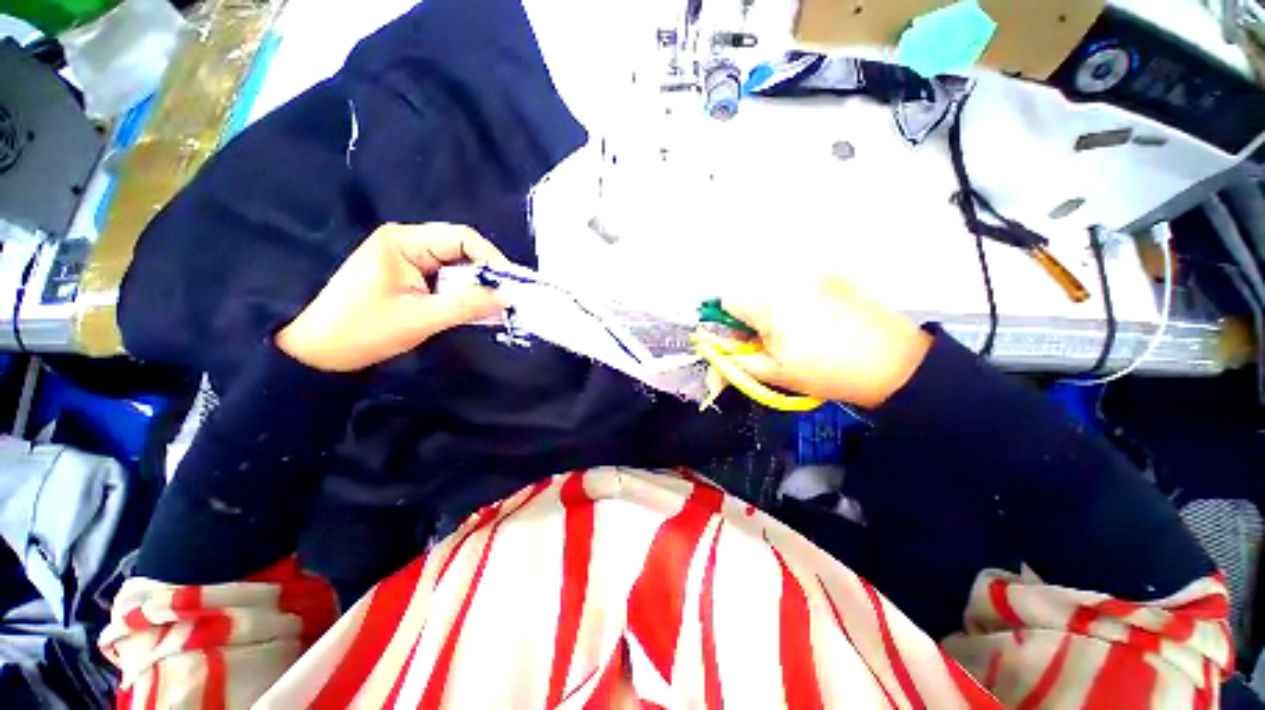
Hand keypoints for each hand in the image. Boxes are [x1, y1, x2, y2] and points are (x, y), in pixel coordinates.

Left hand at [276, 223, 508, 371]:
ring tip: (494, 307)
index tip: (511, 285)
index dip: (491, 259)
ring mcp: (407, 258)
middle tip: (506, 299)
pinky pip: (445, 278)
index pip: (461, 238)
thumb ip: (469, 305)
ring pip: (456, 266)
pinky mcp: (408, 275)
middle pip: (461, 250)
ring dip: (476, 286)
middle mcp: (406, 242)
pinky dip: (462, 293)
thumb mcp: (422, 318)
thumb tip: (509, 297)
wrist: (321, 353)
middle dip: (486, 274)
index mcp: (404, 241)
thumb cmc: (365, 331)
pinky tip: (474, 309)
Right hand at [721, 275, 931, 408]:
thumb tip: (719, 361)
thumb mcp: (776, 373)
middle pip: (750, 292)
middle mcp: (789, 279)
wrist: (896, 364)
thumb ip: (738, 364)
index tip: (744, 342)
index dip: (730, 324)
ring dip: (772, 310)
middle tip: (769, 343)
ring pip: (774, 289)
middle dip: (751, 317)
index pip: (727, 300)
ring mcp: (815, 275)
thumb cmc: (829, 371)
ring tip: (795, 334)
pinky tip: (816, 324)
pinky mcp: (835, 277)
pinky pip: (799, 286)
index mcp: (770, 301)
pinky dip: (796, 302)